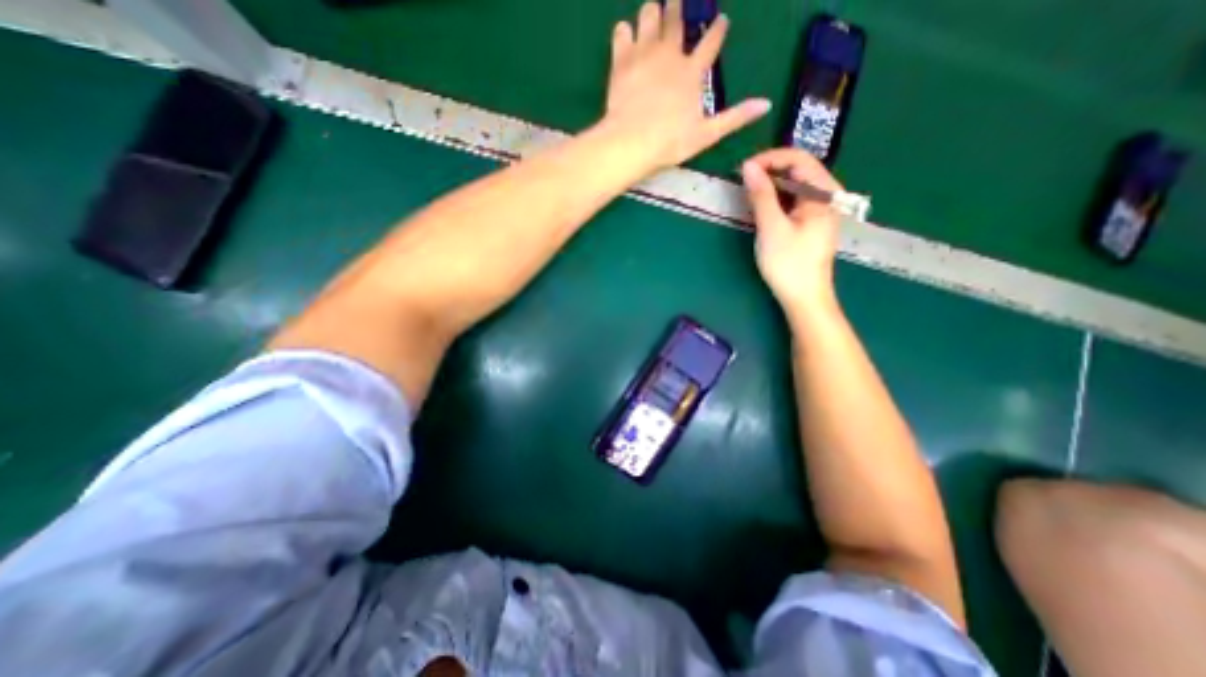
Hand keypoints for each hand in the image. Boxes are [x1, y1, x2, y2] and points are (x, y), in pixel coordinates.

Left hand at [602, 1, 770, 174]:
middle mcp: (670, 54)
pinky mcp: (621, 60)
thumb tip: (767, 104)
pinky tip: (626, 35)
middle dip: (679, 9)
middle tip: (677, 3)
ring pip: (649, 14)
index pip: (711, 42)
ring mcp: (644, 53)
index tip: (722, 20)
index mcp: (692, 72)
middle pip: (676, 20)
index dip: (718, 30)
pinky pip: (622, 31)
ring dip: (653, 12)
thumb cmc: (670, 143)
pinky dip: (625, 31)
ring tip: (653, 14)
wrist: (632, 143)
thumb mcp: (706, 135)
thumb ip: (735, 117)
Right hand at [741, 147, 841, 317]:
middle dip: (769, 170)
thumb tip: (748, 167)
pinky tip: (762, 208)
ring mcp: (819, 211)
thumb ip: (761, 195)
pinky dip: (776, 199)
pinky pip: (793, 201)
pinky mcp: (810, 223)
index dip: (771, 158)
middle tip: (742, 180)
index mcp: (824, 194)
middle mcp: (826, 196)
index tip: (744, 168)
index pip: (799, 159)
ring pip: (794, 186)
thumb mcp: (771, 227)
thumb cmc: (789, 263)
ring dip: (771, 185)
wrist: (804, 298)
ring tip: (748, 192)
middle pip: (798, 170)